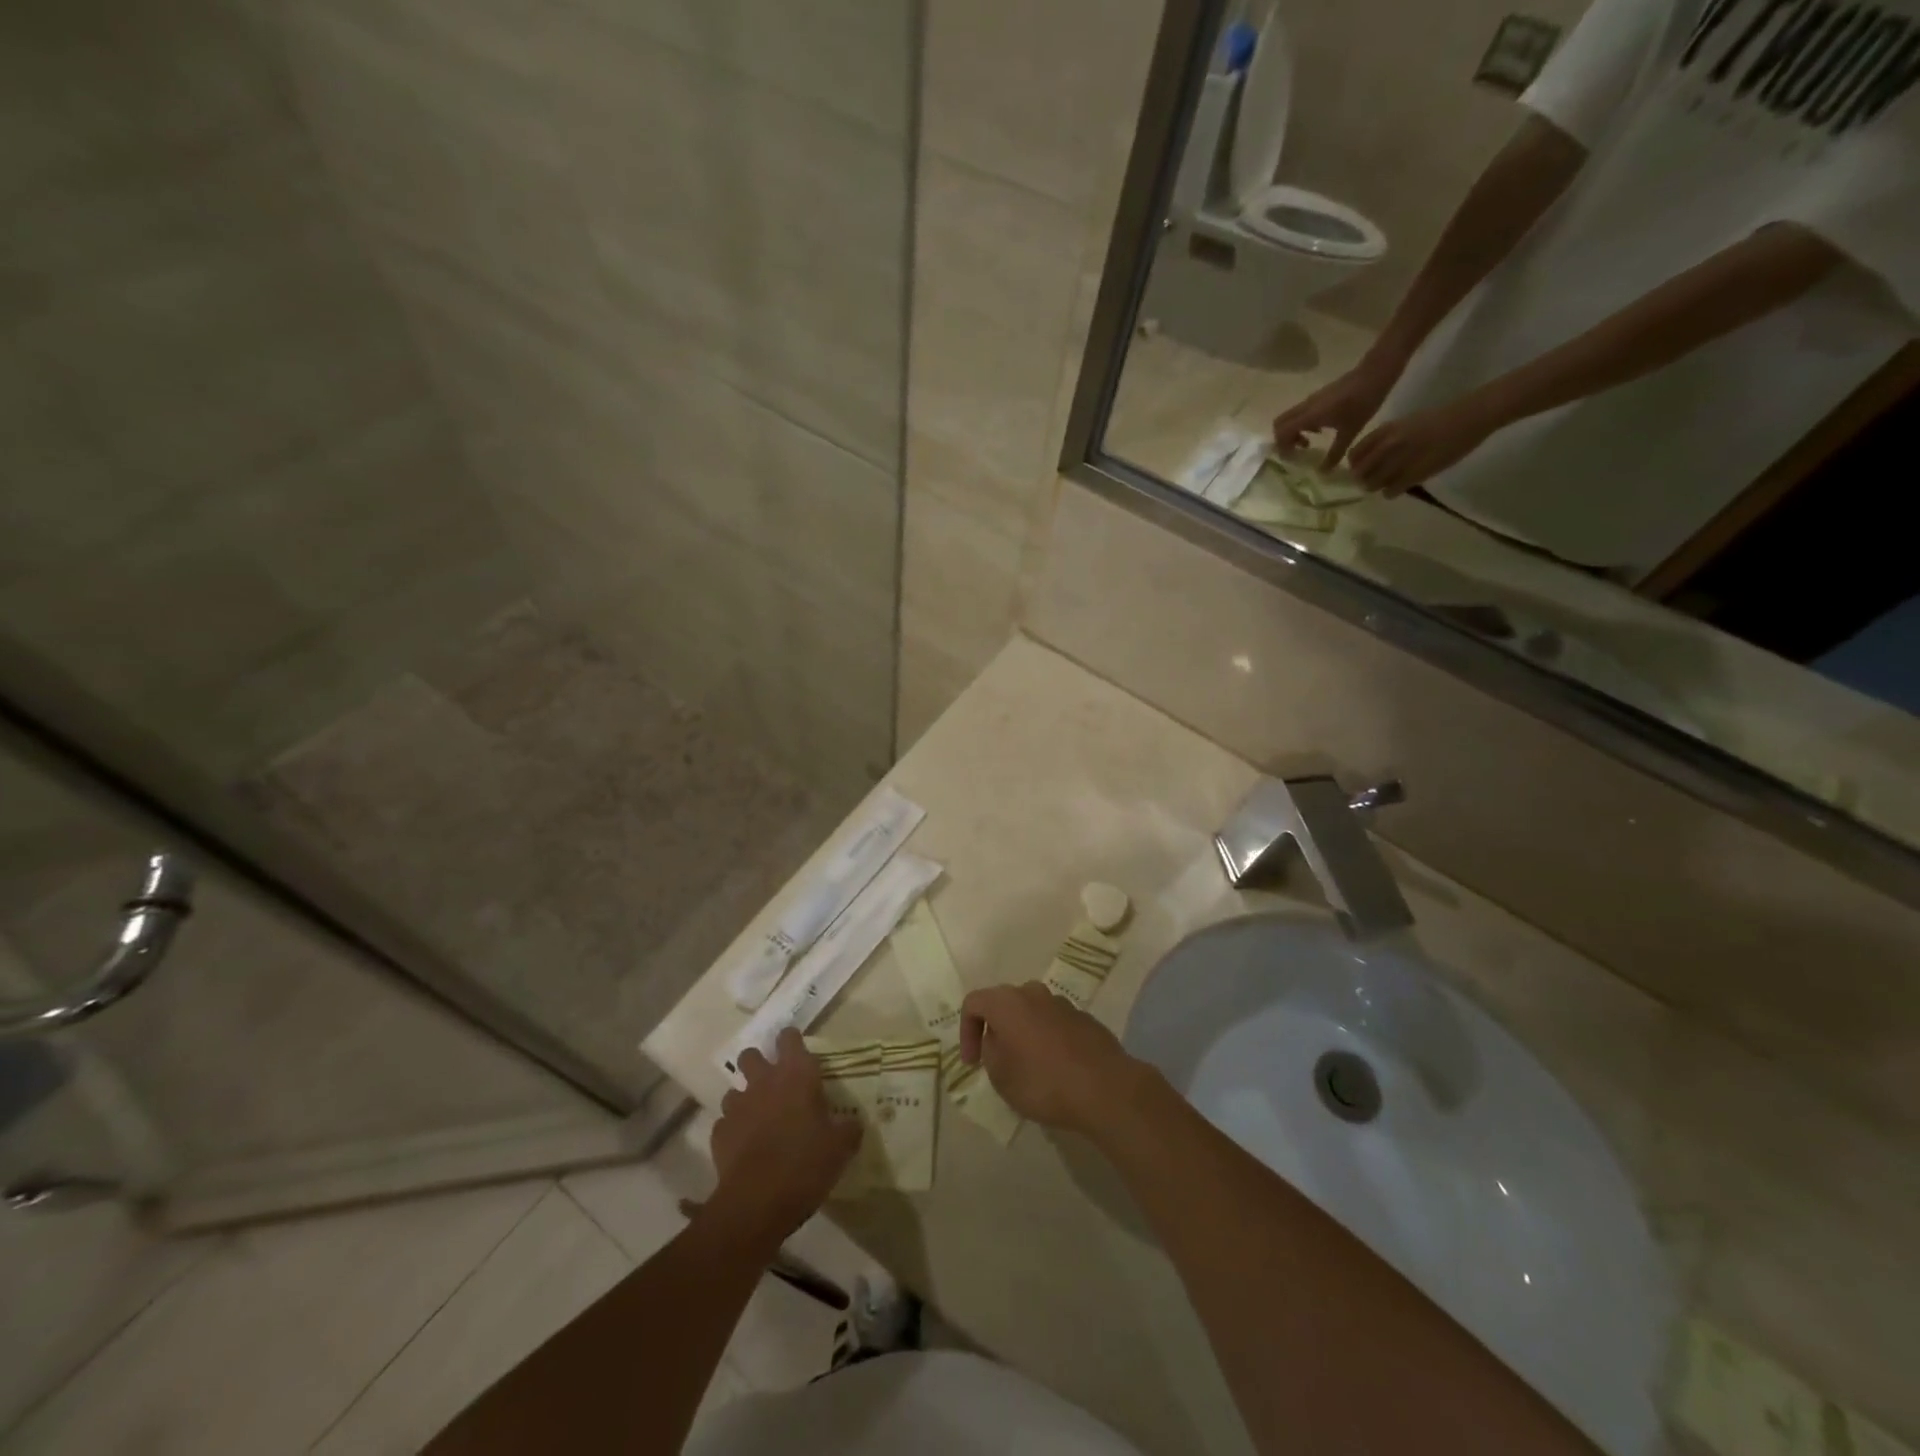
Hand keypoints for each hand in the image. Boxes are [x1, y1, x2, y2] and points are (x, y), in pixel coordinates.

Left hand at [709, 1030, 859, 1245]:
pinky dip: (734, 1131)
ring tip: (759, 1120)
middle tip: (773, 1083)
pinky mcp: (719, 1134)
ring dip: (746, 1100)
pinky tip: (745, 1147)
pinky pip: (726, 1123)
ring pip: (735, 1090)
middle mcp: (764, 1082)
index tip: (799, 1053)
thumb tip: (852, 1123)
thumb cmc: (806, 1164)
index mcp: (796, 1075)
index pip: (789, 1038)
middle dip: (759, 1064)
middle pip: (751, 1055)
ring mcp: (738, 1107)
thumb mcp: (841, 1147)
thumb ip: (848, 1128)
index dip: (792, 1041)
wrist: (757, 1203)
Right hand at [958, 982, 1147, 1135]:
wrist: (1105, 1088)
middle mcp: (1033, 993)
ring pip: (1031, 1012)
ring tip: (1026, 1065)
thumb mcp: (1001, 1076)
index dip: (966, 1032)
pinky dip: (1047, 1039)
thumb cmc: (1043, 1082)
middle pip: (1004, 1003)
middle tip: (996, 1059)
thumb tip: (997, 1040)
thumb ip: (990, 1052)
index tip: (973, 1062)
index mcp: (1008, 1002)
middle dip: (995, 1029)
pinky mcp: (1084, 1018)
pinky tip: (1055, 1068)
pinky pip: (1055, 1023)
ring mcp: (1062, 1003)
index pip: (974, 1003)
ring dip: (1023, 1033)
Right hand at [1272, 352, 1406, 466]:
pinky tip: (1320, 431)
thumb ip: (1335, 453)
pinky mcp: (1317, 397)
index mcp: (1310, 416)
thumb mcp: (1350, 431)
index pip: (1282, 432)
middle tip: (1297, 451)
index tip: (1294, 458)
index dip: (1282, 447)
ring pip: (1288, 418)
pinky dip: (1301, 425)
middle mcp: (1305, 407)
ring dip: (1292, 432)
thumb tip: (1323, 472)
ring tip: (1308, 443)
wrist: (1375, 374)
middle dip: (1283, 440)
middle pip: (1279, 424)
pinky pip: (1299, 413)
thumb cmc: (1363, 402)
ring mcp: (1310, 400)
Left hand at [1346, 399, 1499, 496]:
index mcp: (1385, 431)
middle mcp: (1388, 446)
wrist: (1468, 418)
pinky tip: (1400, 486)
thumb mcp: (1403, 424)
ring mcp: (1400, 461)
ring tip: (1388, 482)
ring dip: (1377, 486)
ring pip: (1372, 485)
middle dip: (1363, 479)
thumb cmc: (1437, 420)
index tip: (1361, 468)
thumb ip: (1384, 440)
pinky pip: (1390, 492)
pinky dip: (1391, 492)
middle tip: (1373, 479)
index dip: (1355, 465)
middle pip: (1360, 473)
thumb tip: (1368, 460)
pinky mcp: (1414, 475)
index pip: (1354, 455)